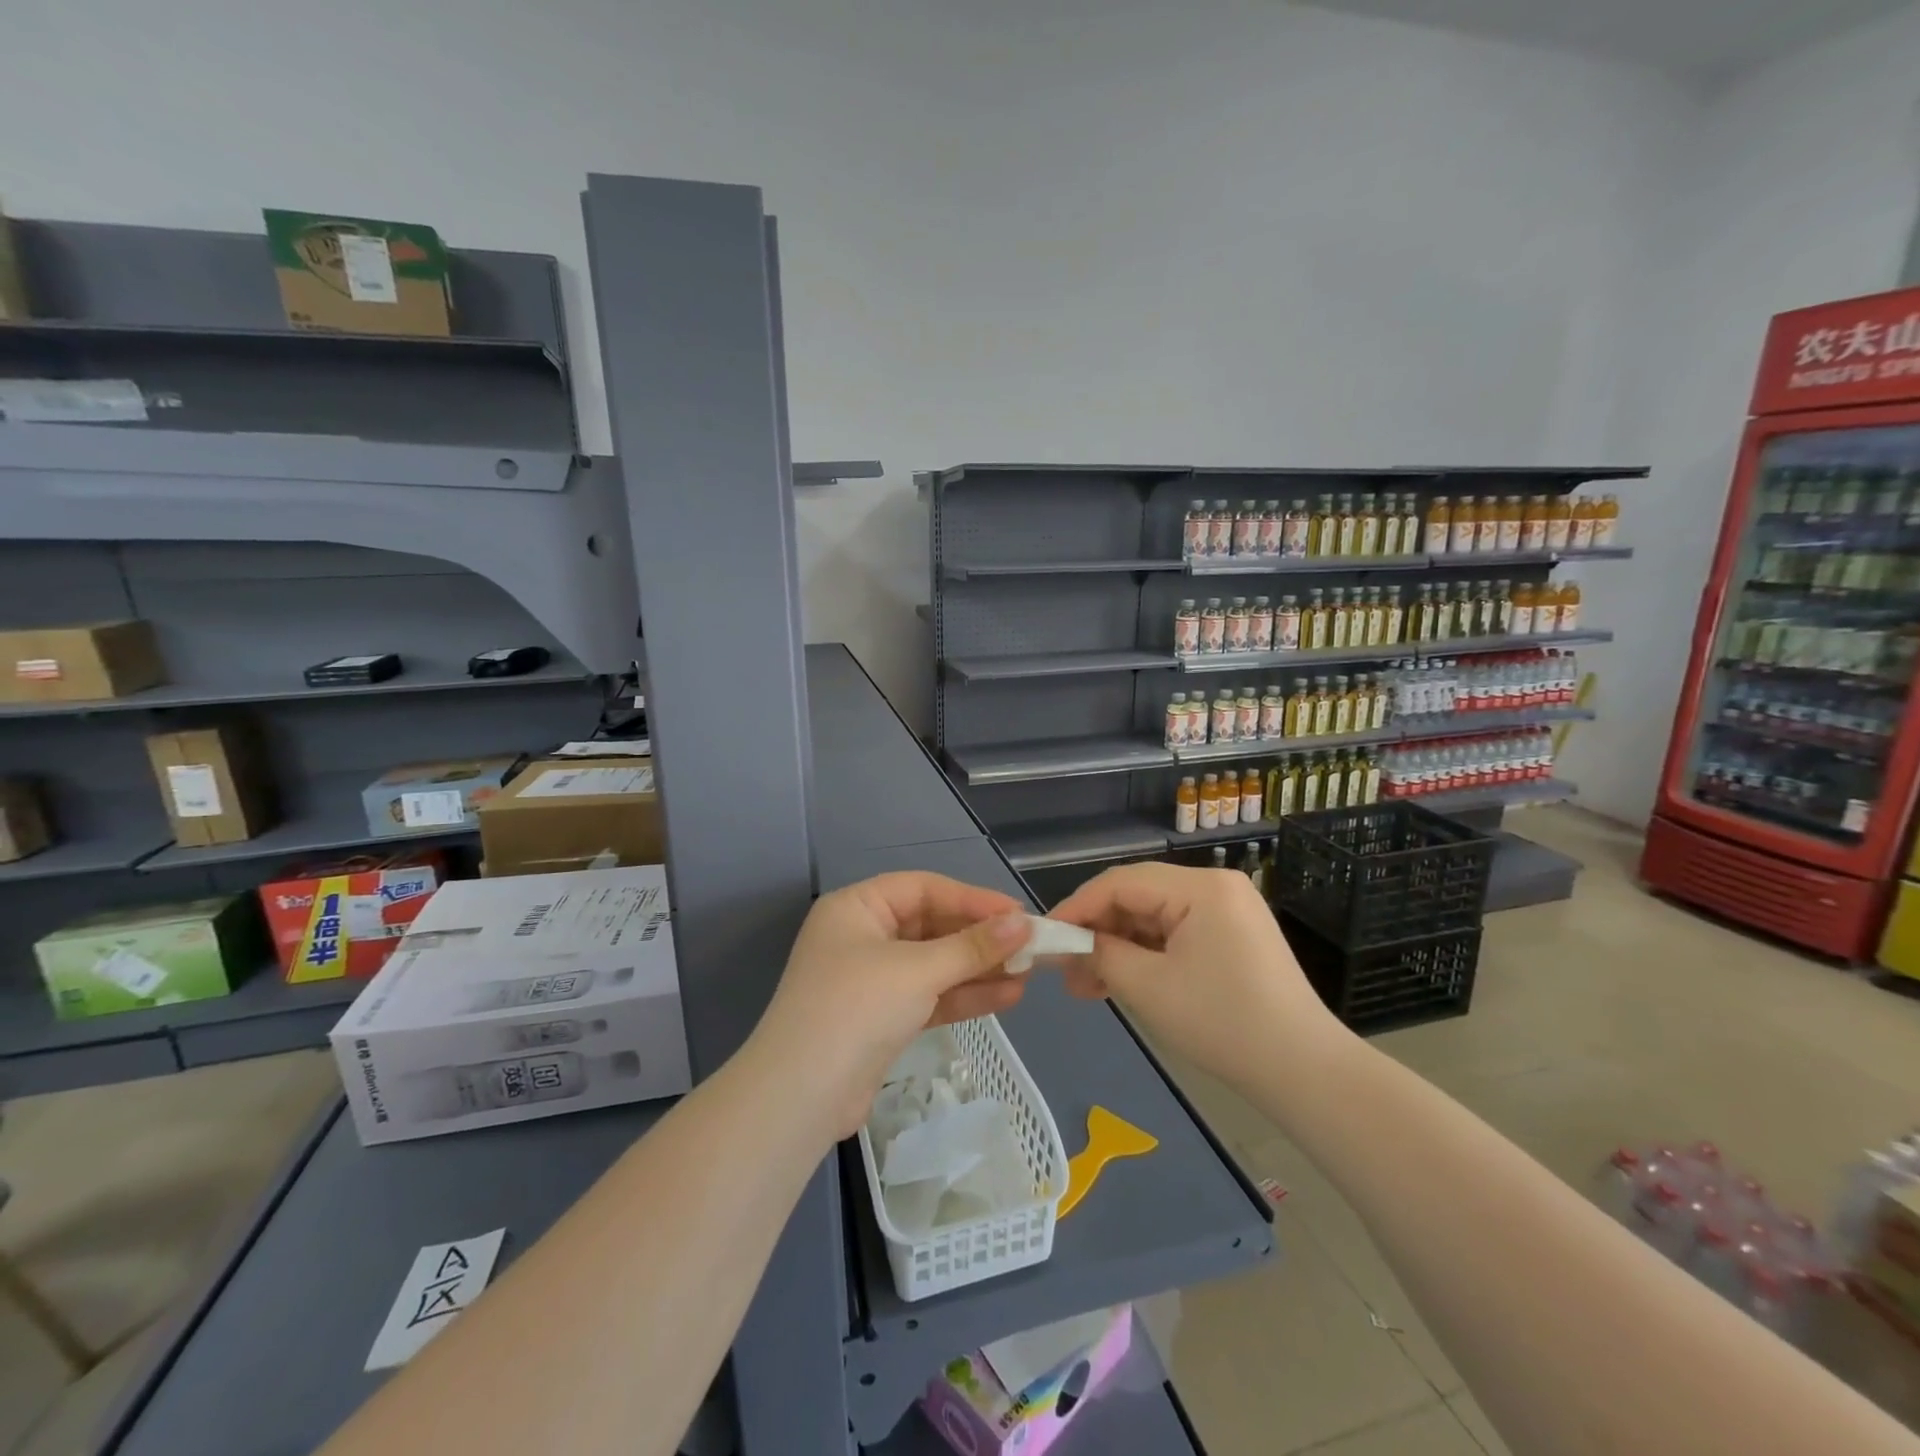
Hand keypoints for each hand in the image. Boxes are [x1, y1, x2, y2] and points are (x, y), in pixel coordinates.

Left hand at [749, 873, 1034, 1140]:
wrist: (801, 1097)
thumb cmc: (856, 1009)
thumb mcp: (917, 970)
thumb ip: (972, 947)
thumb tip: (1022, 923)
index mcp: (857, 908)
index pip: (924, 889)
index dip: (972, 899)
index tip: (1018, 914)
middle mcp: (862, 936)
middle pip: (931, 926)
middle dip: (980, 938)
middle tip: (1030, 946)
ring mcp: (872, 980)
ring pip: (935, 964)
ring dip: (979, 969)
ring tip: (1029, 974)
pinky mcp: (883, 1018)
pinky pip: (930, 996)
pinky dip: (963, 996)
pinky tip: (1007, 997)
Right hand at [1051, 863, 1344, 1087]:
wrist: (1304, 1072)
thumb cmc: (1222, 1023)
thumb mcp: (1148, 988)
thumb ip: (1101, 955)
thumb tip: (1069, 945)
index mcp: (1200, 887)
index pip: (1121, 882)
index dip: (1077, 907)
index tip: (1044, 935)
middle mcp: (1215, 887)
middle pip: (1137, 897)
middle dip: (1097, 932)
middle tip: (1063, 969)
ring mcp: (1227, 912)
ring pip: (1153, 918)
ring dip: (1118, 949)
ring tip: (1085, 986)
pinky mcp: (1232, 937)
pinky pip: (1175, 935)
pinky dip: (1145, 956)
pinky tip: (1119, 982)